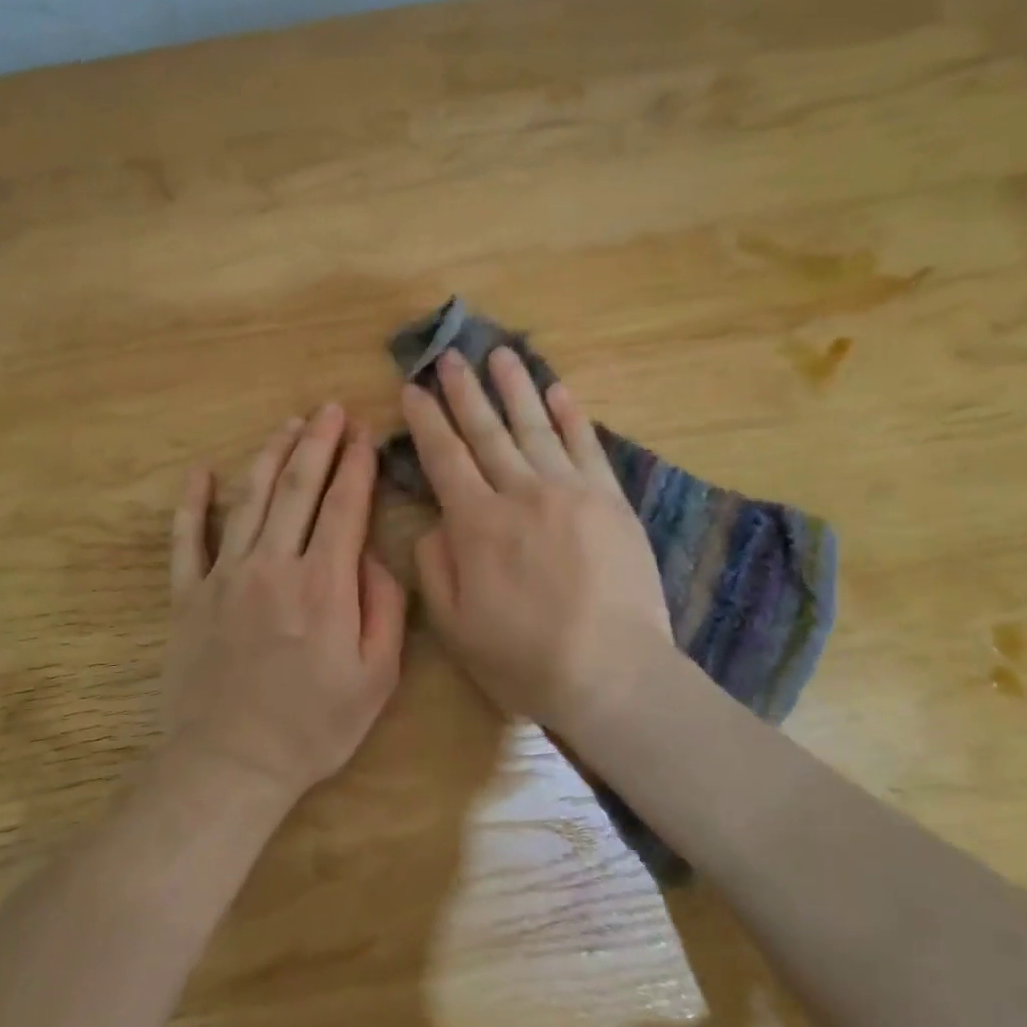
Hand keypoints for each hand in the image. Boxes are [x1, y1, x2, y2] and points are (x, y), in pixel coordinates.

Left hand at [165, 405, 407, 802]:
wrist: (229, 765)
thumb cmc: (312, 726)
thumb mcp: (376, 677)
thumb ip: (384, 607)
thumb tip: (370, 555)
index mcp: (323, 584)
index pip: (343, 506)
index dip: (355, 464)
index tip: (363, 432)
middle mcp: (273, 565)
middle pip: (298, 488)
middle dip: (317, 443)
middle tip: (328, 409)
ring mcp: (225, 576)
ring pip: (251, 499)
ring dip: (271, 457)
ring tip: (288, 426)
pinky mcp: (188, 595)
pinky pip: (187, 539)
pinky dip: (192, 503)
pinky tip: (199, 473)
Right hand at [400, 349, 671, 730]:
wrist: (612, 672)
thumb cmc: (525, 657)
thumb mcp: (455, 625)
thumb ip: (436, 566)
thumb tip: (436, 521)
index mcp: (477, 523)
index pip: (444, 457)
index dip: (426, 420)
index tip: (413, 389)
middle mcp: (519, 493)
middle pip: (486, 431)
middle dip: (464, 391)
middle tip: (450, 355)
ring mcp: (569, 490)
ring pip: (535, 427)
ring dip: (515, 388)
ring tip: (500, 354)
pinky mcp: (609, 499)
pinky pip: (586, 446)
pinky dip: (570, 415)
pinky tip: (557, 390)